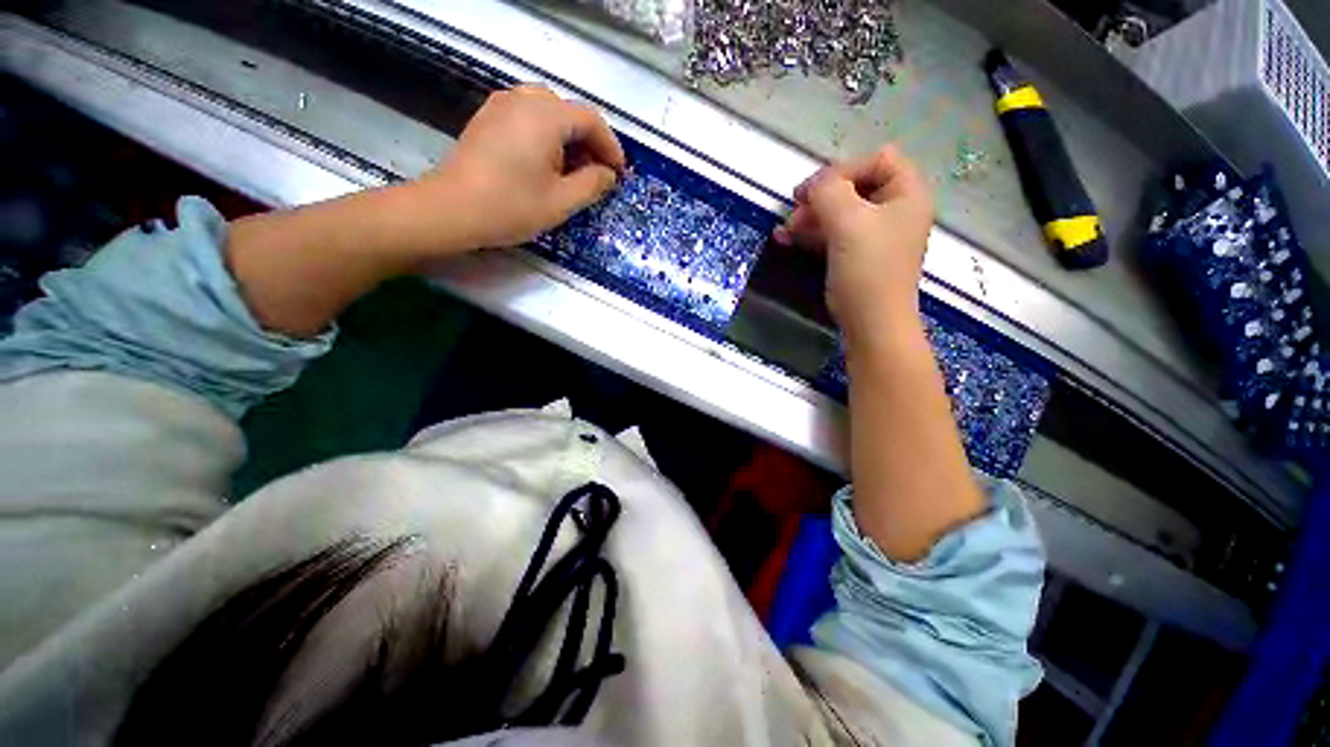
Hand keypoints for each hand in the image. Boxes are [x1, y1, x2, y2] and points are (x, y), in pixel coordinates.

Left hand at [414, 85, 625, 250]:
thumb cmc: (511, 206)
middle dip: (590, 141)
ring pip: (548, 112)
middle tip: (597, 173)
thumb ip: (592, 184)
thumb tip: (608, 174)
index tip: (619, 173)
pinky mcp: (488, 118)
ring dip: (568, 138)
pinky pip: (528, 116)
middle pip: (569, 112)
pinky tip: (546, 163)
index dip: (611, 146)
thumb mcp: (562, 202)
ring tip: (574, 170)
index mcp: (546, 116)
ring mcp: (501, 105)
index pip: (590, 120)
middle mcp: (524, 100)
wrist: (452, 209)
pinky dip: (546, 135)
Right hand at [773, 146, 933, 344]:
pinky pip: (834, 235)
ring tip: (783, 231)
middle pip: (855, 186)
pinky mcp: (858, 256)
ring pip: (840, 213)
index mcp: (907, 194)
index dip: (843, 170)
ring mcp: (876, 236)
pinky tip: (786, 239)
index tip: (813, 192)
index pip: (877, 160)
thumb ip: (828, 191)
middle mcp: (895, 210)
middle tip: (794, 213)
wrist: (871, 323)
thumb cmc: (867, 270)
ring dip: (810, 217)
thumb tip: (813, 185)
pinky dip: (812, 235)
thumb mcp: (848, 222)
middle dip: (821, 197)